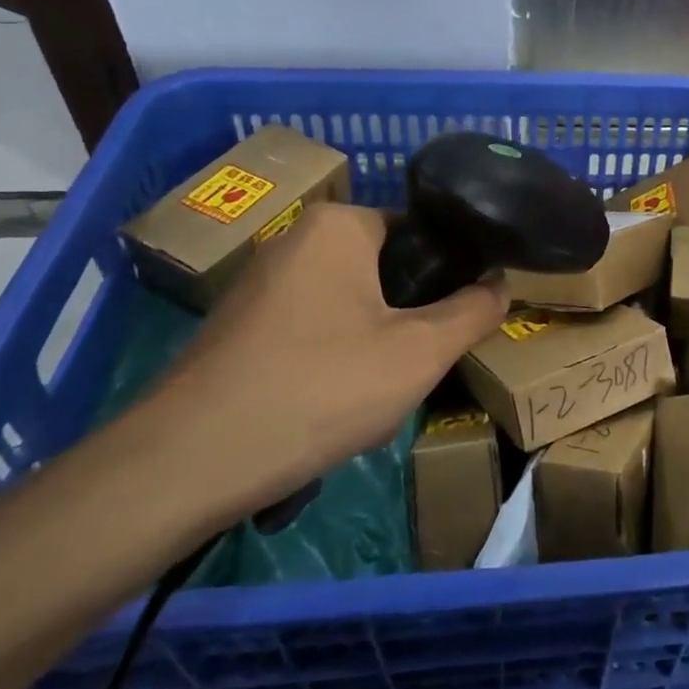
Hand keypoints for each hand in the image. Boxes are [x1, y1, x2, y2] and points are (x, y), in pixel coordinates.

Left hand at [140, 203, 507, 527]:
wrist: (187, 464)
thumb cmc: (318, 388)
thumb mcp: (419, 353)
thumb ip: (472, 312)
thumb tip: (501, 284)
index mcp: (339, 225)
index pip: (420, 233)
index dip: (448, 276)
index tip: (455, 323)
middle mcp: (295, 239)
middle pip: (384, 270)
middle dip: (407, 317)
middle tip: (416, 365)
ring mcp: (259, 283)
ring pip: (349, 305)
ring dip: (372, 343)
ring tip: (373, 394)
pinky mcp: (237, 326)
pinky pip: (310, 329)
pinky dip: (331, 360)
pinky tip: (328, 407)